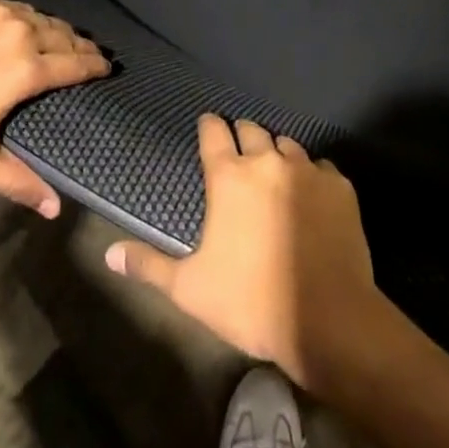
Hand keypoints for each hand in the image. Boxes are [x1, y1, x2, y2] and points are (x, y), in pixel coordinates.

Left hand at [0, 0, 108, 216]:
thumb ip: (18, 182)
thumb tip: (56, 210)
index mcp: (27, 70)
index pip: (76, 63)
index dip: (96, 65)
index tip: (108, 67)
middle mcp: (22, 32)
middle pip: (65, 35)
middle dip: (81, 45)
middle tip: (90, 54)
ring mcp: (1, 11)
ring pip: (42, 17)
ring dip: (57, 29)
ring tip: (63, 39)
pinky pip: (17, 6)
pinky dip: (29, 17)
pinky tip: (26, 25)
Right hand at [103, 114, 388, 391]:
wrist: (328, 319)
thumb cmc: (251, 302)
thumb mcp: (190, 290)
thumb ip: (149, 266)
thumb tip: (109, 255)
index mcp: (229, 176)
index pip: (214, 131)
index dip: (209, 127)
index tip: (207, 129)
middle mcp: (267, 160)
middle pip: (252, 129)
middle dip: (242, 136)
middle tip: (239, 156)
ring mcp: (307, 169)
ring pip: (287, 144)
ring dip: (277, 154)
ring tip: (274, 177)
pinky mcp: (339, 185)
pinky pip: (321, 167)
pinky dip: (312, 176)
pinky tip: (311, 198)